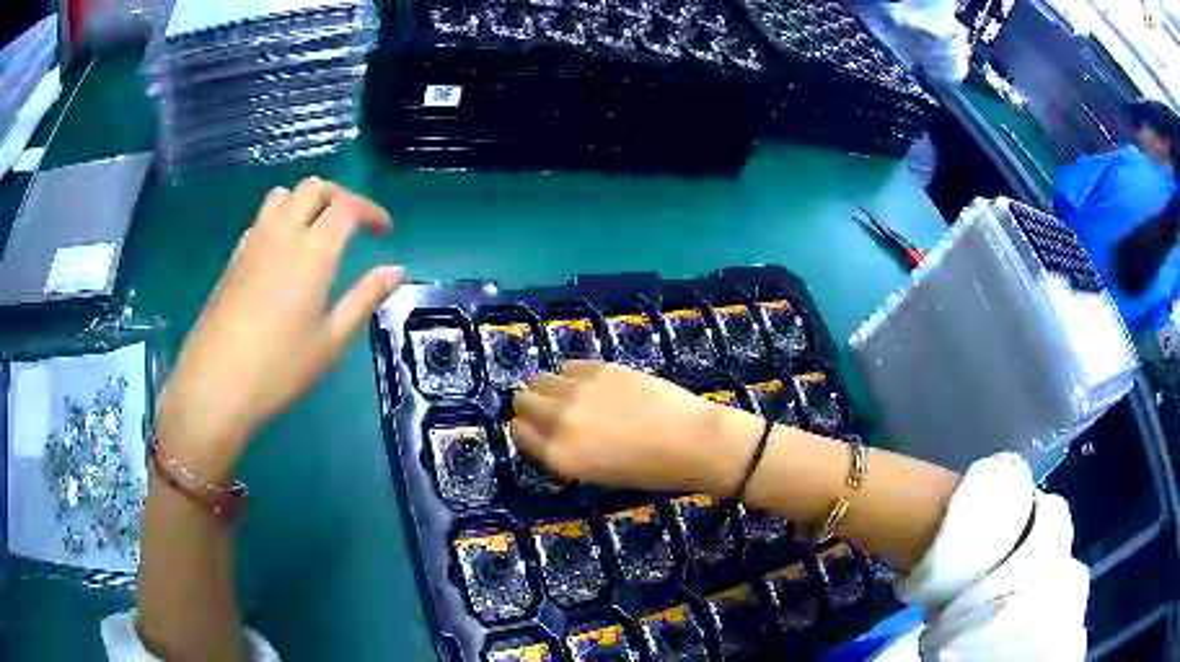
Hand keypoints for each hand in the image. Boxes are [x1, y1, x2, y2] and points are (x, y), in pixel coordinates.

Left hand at [157, 177, 403, 478]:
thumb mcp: (331, 341)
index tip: (383, 232)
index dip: (371, 211)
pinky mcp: (234, 258)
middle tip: (353, 225)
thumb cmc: (279, 368)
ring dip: (306, 201)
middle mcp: (282, 234)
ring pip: (282, 195)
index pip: (347, 206)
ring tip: (316, 231)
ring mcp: (253, 243)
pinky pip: (261, 219)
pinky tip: (282, 254)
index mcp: (313, 251)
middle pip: (313, 188)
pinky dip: (280, 219)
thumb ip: (365, 298)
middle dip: (340, 197)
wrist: (215, 384)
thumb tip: (396, 270)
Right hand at [511, 361, 759, 493]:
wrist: (690, 441)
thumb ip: (566, 452)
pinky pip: (570, 365)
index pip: (519, 433)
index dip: (526, 429)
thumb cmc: (649, 470)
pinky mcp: (599, 368)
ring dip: (548, 386)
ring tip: (571, 394)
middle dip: (531, 404)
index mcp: (559, 456)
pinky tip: (591, 383)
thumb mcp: (597, 474)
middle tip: (549, 408)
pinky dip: (573, 374)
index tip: (535, 428)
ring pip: (540, 378)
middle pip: (523, 401)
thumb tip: (551, 432)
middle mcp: (558, 421)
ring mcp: (577, 391)